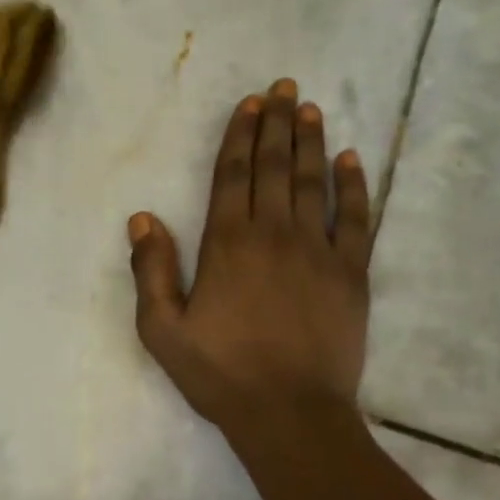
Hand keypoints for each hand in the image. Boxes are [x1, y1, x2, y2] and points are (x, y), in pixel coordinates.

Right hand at [128, 79, 373, 433]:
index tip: (250, 104)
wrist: (290, 412)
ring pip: (314, 182)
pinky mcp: (351, 272)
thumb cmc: (220, 373)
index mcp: (227, 244)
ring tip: (310, 109)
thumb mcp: (163, 331)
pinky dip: (354, 185)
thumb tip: (143, 218)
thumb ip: (152, 272)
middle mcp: (274, 234)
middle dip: (278, 124)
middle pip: (275, 167)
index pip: (233, 175)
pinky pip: (356, 217)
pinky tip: (351, 160)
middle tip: (284, 88)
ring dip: (311, 142)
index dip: (240, 136)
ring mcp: (318, 250)